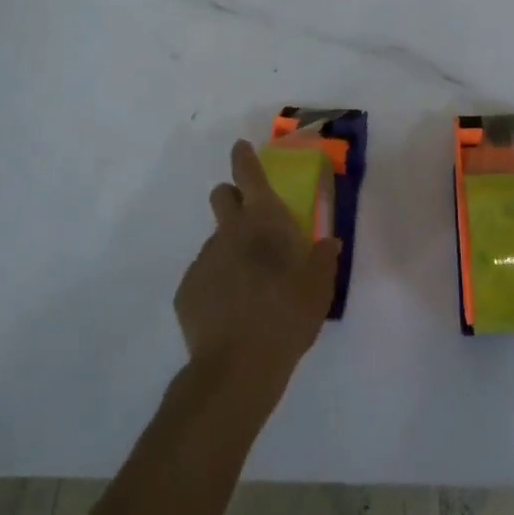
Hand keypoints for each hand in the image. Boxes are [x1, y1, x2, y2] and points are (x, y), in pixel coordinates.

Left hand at [174, 140, 340, 398]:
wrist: (237, 366)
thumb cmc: (288, 316)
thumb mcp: (319, 287)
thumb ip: (323, 259)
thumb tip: (326, 243)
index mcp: (264, 221)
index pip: (249, 174)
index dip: (244, 158)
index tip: (241, 148)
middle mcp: (230, 231)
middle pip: (222, 196)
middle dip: (232, 198)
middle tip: (250, 221)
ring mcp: (204, 259)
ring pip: (216, 240)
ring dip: (229, 249)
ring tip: (248, 286)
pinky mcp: (186, 290)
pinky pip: (204, 275)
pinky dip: (217, 283)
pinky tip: (230, 311)